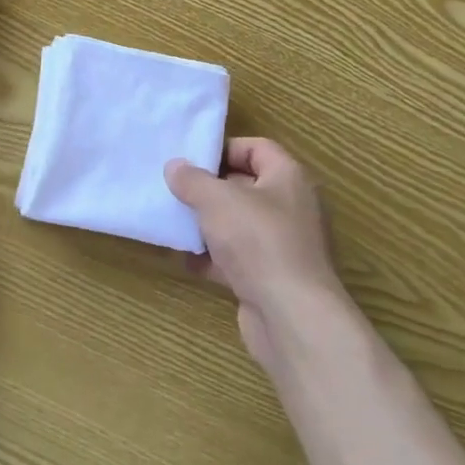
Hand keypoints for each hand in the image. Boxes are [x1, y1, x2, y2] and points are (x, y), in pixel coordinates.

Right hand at [166, 138, 347, 368]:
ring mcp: (282, 245)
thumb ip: (192, 179)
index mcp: (288, 177)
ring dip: (208, 225)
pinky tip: (185, 260)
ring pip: (239, 225)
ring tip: (174, 222)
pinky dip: (213, 258)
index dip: (224, 149)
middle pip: (245, 186)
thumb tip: (175, 166)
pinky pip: (238, 258)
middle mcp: (290, 207)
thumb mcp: (216, 200)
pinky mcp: (271, 278)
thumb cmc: (258, 241)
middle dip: (209, 188)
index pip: (256, 148)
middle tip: (176, 189)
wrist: (291, 317)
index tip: (191, 159)